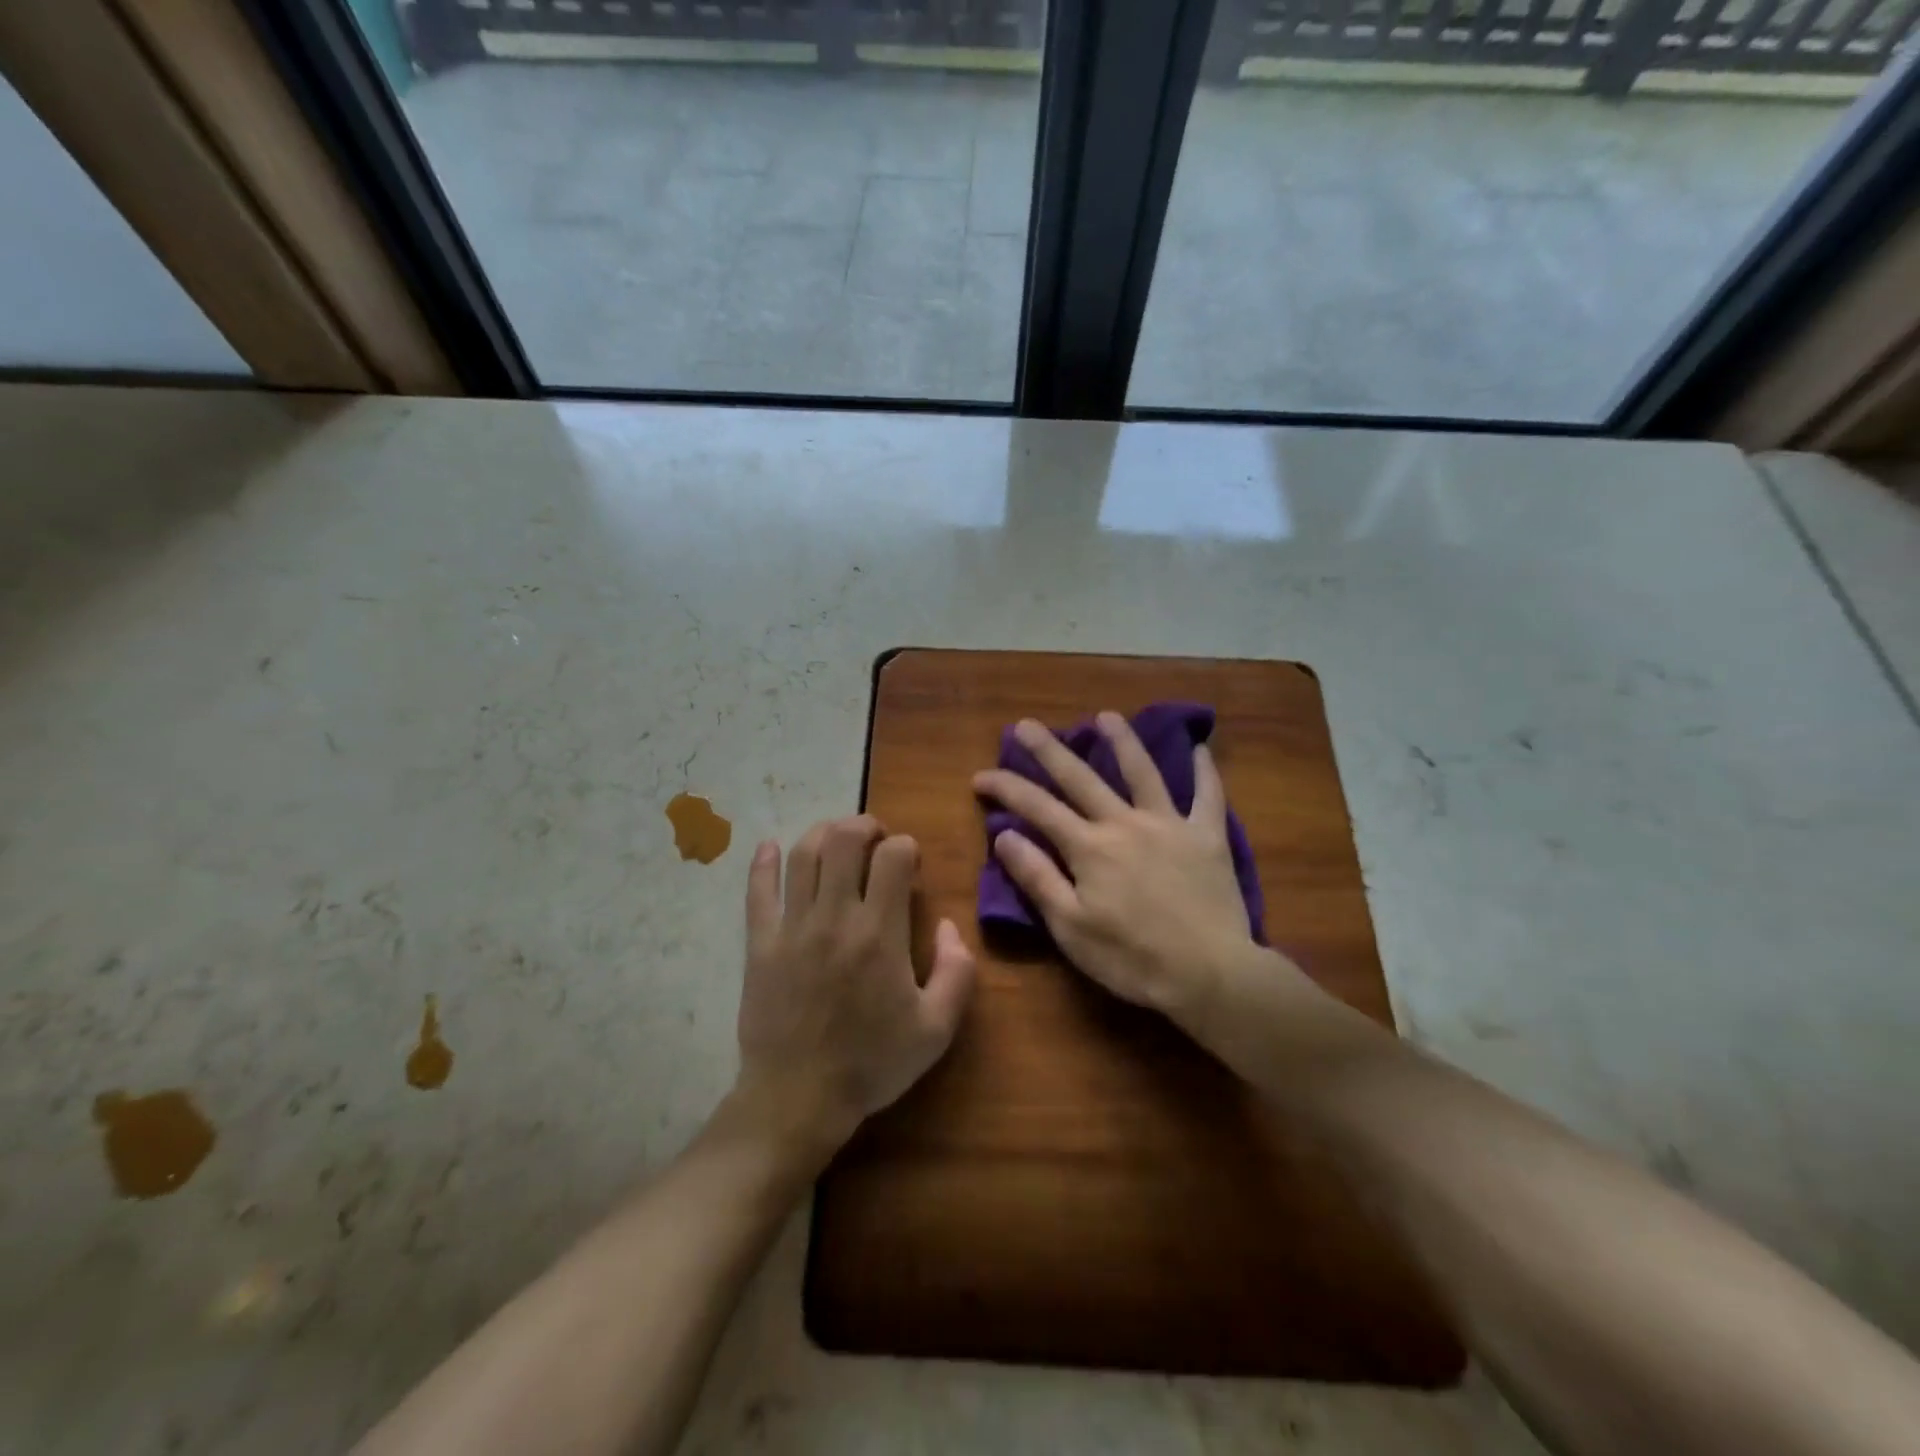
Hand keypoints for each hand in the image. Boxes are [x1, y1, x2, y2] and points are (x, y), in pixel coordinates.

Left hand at [733, 816, 976, 1164]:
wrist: (798, 1099)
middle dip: (865, 826)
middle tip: (876, 839)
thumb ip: (956, 971)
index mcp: (880, 932)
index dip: (907, 847)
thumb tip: (947, 925)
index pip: (894, 856)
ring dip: (822, 833)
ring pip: (803, 855)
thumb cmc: (872, 1063)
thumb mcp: (936, 1029)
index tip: (911, 864)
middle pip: (845, 840)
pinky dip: (762, 863)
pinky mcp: (760, 944)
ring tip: (836, 838)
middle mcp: (836, 917)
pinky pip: (758, 892)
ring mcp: (793, 927)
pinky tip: (769, 847)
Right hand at [972, 713, 1279, 1025]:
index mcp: (1088, 847)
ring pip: (1142, 772)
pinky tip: (1200, 750)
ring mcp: (1169, 824)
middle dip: (1049, 749)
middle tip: (1026, 725)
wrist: (1209, 974)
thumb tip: (1004, 836)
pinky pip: (1208, 796)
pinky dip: (1204, 771)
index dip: (1006, 787)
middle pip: (1081, 777)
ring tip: (1106, 717)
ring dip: (1122, 741)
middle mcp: (1124, 823)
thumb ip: (1037, 877)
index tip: (980, 776)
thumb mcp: (1070, 926)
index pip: (1037, 807)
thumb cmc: (1131, 958)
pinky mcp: (1207, 837)